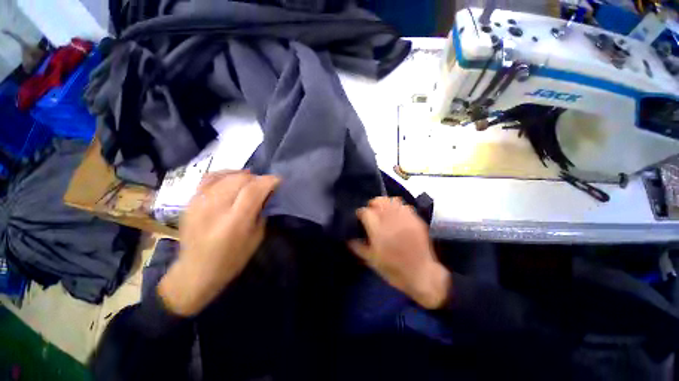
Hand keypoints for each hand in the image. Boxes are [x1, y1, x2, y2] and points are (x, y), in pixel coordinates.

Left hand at [158, 171, 280, 315]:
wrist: (196, 271)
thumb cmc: (232, 259)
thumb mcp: (256, 237)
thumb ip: (261, 212)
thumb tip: (266, 194)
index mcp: (235, 221)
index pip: (253, 190)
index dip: (269, 181)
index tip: (278, 180)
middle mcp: (215, 208)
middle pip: (240, 180)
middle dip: (257, 178)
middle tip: (265, 184)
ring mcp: (199, 203)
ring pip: (226, 176)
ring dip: (243, 176)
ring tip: (251, 181)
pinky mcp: (190, 202)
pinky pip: (209, 178)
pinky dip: (225, 174)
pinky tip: (232, 178)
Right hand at [349, 197, 450, 308]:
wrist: (421, 274)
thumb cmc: (393, 269)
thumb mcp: (371, 261)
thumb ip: (358, 247)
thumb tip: (348, 238)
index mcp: (378, 230)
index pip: (365, 212)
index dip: (360, 213)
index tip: (359, 218)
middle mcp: (391, 220)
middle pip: (378, 201)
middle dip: (372, 204)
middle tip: (371, 213)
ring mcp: (405, 218)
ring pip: (392, 200)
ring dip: (384, 203)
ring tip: (383, 211)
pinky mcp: (416, 219)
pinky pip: (404, 205)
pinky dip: (397, 207)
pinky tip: (396, 214)